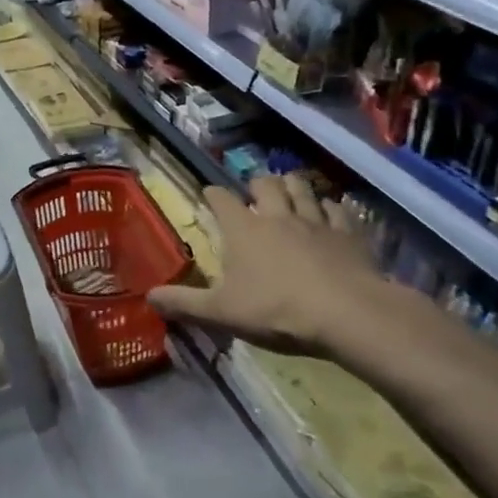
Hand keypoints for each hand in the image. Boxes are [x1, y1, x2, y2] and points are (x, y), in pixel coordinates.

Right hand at [147, 174, 421, 365]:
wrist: (346, 313)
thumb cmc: (276, 310)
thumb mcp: (221, 313)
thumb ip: (185, 303)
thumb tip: (149, 296)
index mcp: (243, 229)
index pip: (221, 200)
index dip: (213, 194)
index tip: (209, 193)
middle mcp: (277, 215)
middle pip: (266, 184)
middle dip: (257, 184)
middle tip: (254, 192)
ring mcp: (316, 221)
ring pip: (302, 188)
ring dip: (293, 186)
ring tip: (290, 190)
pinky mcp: (348, 233)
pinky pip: (337, 209)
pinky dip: (329, 207)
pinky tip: (329, 214)